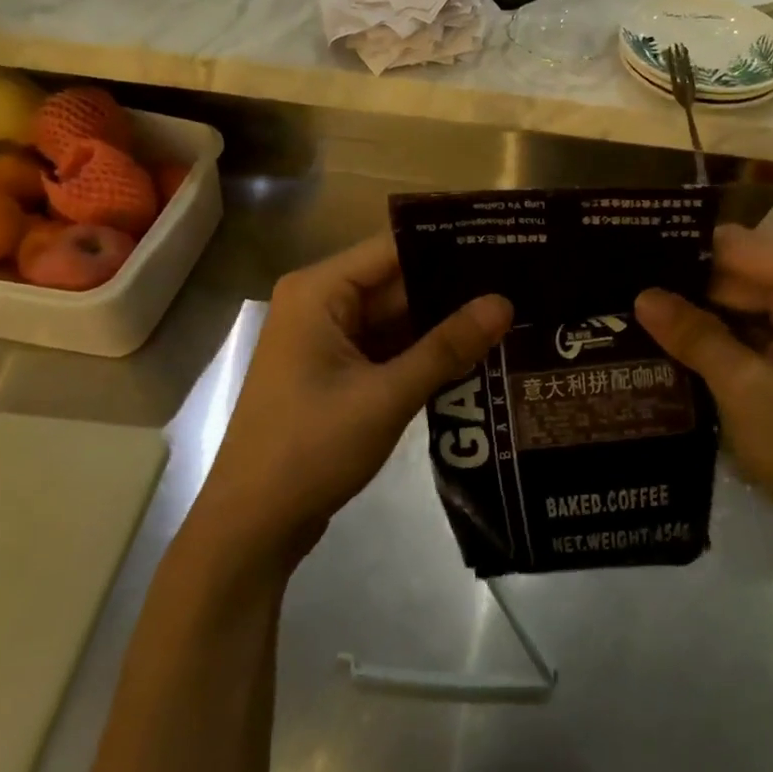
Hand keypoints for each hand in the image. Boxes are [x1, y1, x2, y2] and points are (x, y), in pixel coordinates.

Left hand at [189, 233, 512, 572]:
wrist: (251, 527)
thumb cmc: (310, 450)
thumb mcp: (387, 396)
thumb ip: (447, 347)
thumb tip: (504, 303)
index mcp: (319, 291)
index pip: (395, 249)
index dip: (450, 245)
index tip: (506, 244)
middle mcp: (320, 303)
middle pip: (398, 283)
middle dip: (454, 289)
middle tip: (521, 285)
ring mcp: (327, 339)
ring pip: (396, 318)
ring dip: (443, 323)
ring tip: (510, 315)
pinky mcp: (336, 372)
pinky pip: (387, 347)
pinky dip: (423, 353)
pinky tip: (474, 353)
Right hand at [634, 224, 772, 561]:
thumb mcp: (743, 389)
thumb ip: (693, 335)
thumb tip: (641, 296)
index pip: (736, 247)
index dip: (683, 255)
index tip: (630, 261)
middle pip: (744, 269)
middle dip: (690, 285)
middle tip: (628, 292)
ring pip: (751, 297)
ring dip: (706, 310)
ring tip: (642, 312)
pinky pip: (766, 321)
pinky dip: (730, 331)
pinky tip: (682, 339)